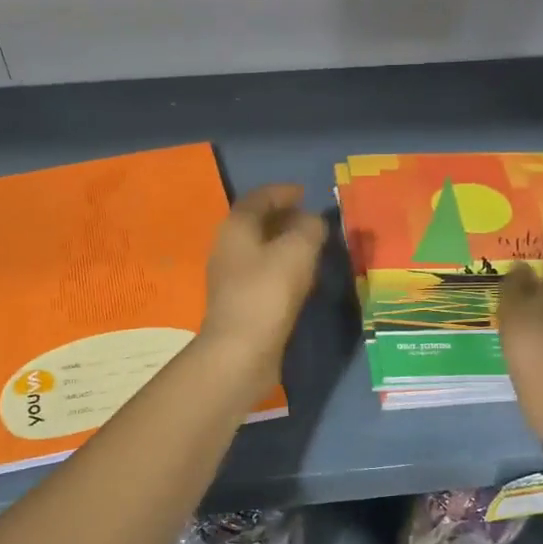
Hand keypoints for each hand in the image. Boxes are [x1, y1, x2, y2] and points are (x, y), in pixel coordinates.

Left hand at [200, 183, 327, 398]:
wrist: (241, 351)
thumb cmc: (268, 292)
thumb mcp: (298, 250)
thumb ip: (310, 228)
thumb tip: (313, 222)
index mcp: (236, 227)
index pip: (259, 197)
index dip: (283, 192)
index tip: (306, 193)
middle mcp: (228, 247)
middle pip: (257, 223)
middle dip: (285, 218)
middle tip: (313, 221)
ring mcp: (231, 276)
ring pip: (261, 249)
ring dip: (285, 244)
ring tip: (313, 247)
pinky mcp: (240, 302)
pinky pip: (263, 273)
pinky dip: (282, 267)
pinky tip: (302, 278)